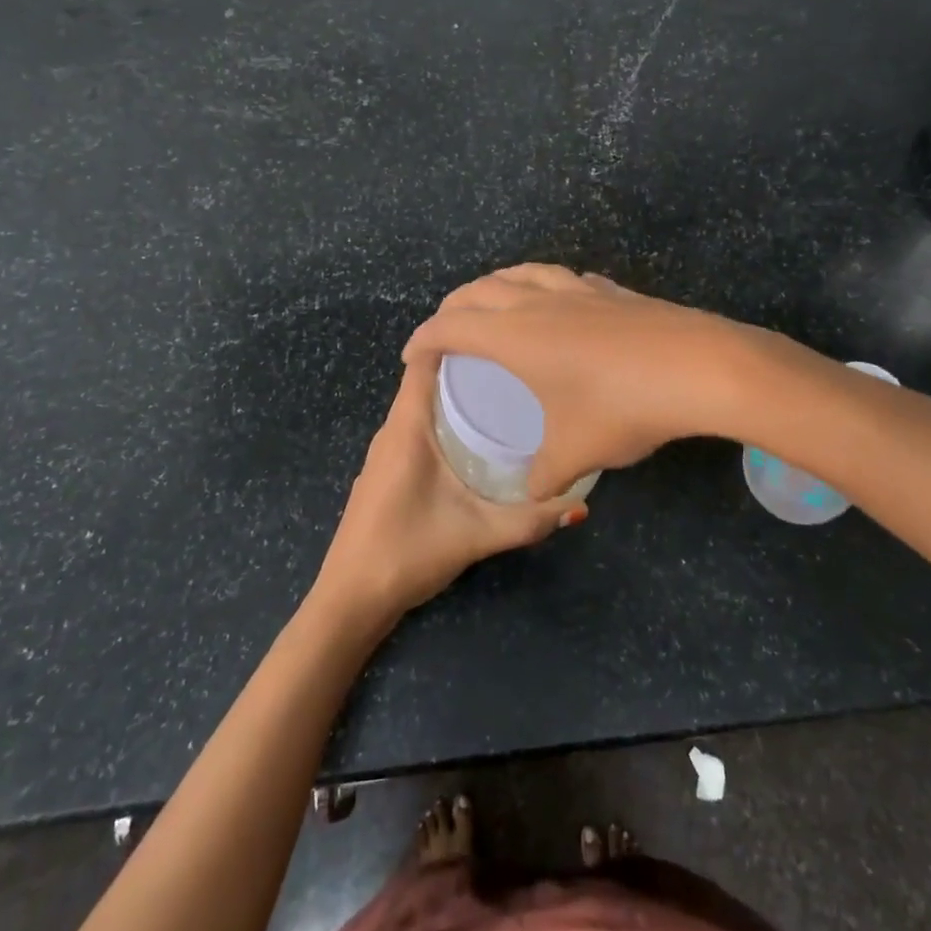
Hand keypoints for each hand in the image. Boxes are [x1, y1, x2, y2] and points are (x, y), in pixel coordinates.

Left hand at [315, 357, 585, 621]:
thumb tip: (581, 505)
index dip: (456, 337)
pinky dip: (445, 417)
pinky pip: (418, 425)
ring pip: (422, 403)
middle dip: (468, 364)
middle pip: (427, 378)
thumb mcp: (477, 534)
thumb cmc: (407, 552)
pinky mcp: (387, 469)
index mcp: (407, 427)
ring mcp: (386, 450)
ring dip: (456, 392)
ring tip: (505, 389)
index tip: (498, 330)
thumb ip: (529, 521)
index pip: (425, 360)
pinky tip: (477, 434)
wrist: (350, 600)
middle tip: (517, 361)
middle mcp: (393, 429)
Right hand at [403, 264, 761, 500]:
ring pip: (522, 273)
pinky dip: (541, 284)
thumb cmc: (621, 407)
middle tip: (445, 329)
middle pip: (480, 290)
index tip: (411, 357)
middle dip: (453, 306)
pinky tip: (557, 302)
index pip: (451, 327)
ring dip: (496, 284)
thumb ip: (544, 477)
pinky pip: (561, 278)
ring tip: (492, 302)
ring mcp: (578, 290)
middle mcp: (538, 302)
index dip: (424, 340)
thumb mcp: (574, 452)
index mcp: (513, 335)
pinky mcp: (612, 291)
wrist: (697, 367)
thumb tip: (536, 494)